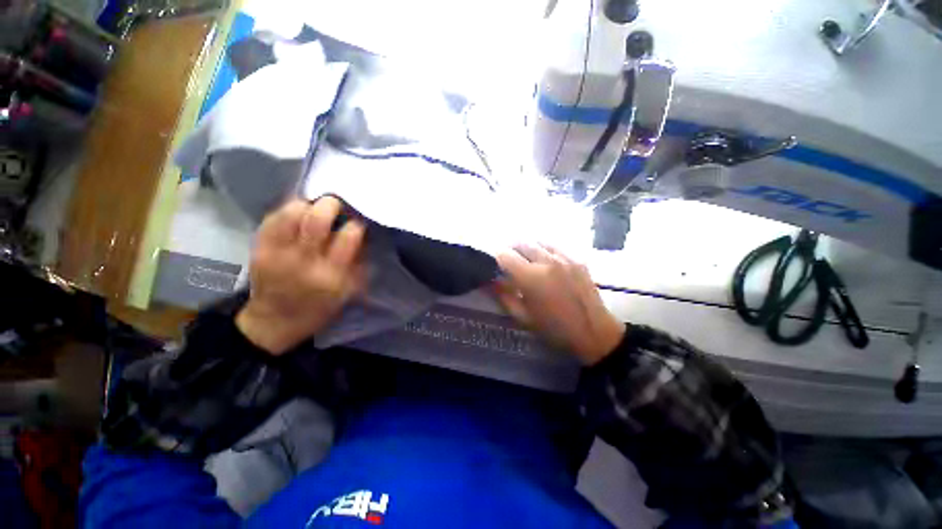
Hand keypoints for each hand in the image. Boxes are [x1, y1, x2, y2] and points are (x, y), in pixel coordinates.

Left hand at [236, 197, 365, 353]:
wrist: (276, 320)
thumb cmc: (320, 307)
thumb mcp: (348, 290)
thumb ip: (358, 262)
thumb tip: (362, 234)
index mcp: (332, 275)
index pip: (349, 236)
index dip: (356, 224)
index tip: (356, 224)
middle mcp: (304, 262)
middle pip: (316, 219)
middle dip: (330, 205)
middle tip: (335, 205)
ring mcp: (277, 254)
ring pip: (291, 212)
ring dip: (307, 205)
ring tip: (313, 209)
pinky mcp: (258, 249)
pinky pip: (273, 218)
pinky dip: (287, 211)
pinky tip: (296, 217)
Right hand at [492, 244, 624, 364]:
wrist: (594, 332)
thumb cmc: (554, 329)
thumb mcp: (523, 317)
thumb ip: (504, 297)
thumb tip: (492, 281)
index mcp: (531, 278)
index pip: (505, 255)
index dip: (497, 258)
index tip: (496, 265)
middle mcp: (547, 261)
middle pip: (521, 242)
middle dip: (511, 248)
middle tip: (509, 259)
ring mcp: (564, 257)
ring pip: (538, 241)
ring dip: (528, 246)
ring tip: (526, 257)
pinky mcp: (577, 259)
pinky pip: (555, 246)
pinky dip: (544, 249)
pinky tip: (545, 260)